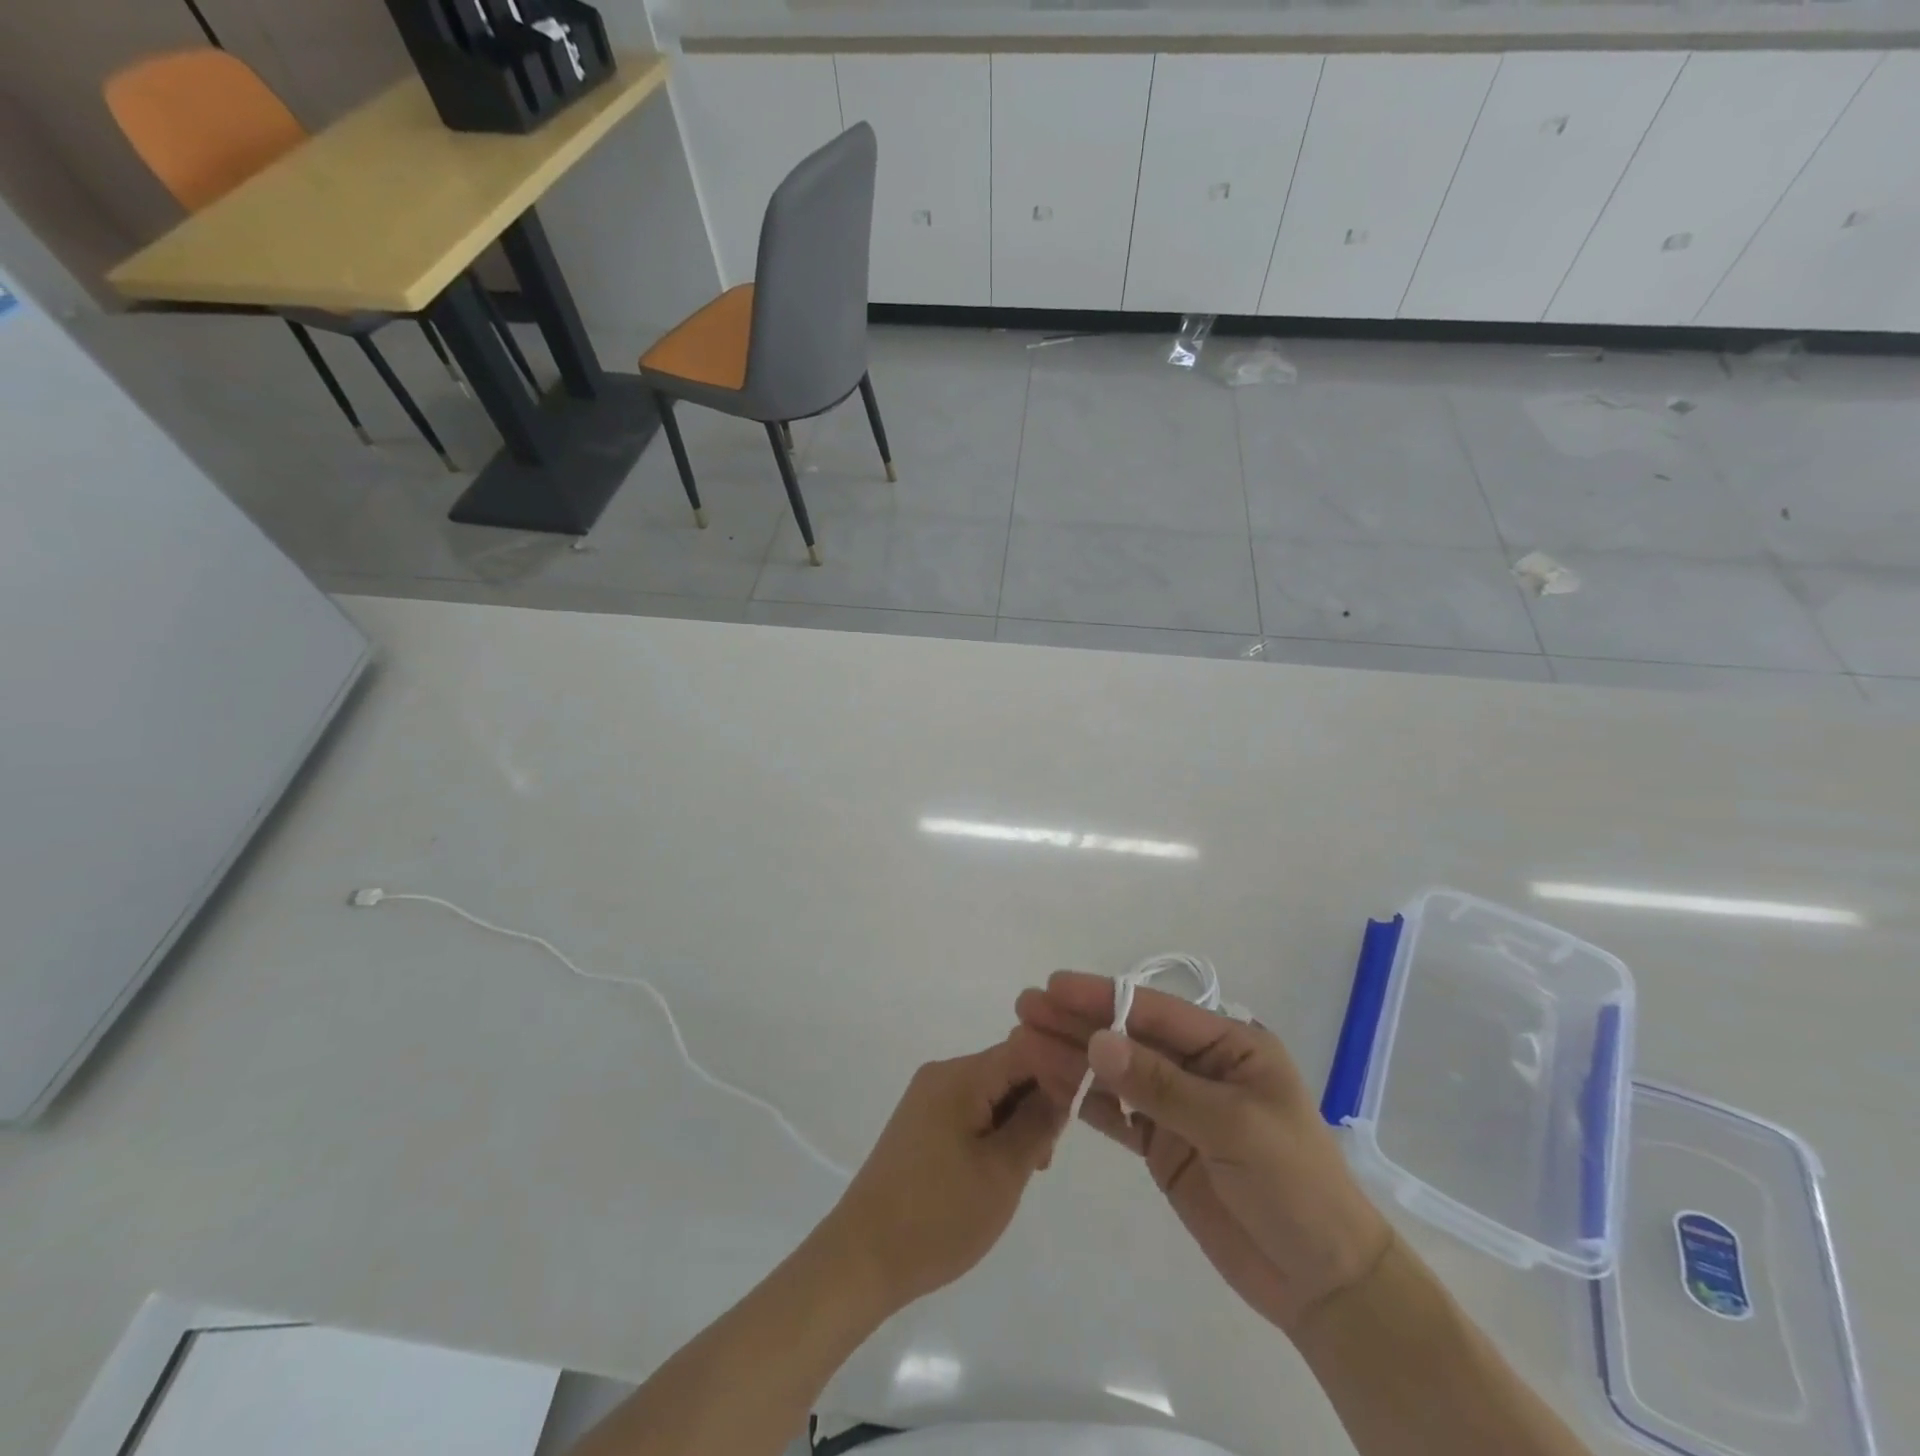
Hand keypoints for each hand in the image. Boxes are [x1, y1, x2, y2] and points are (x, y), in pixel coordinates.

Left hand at [819, 1041, 1066, 1315]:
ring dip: (1017, 1120)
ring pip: (991, 1091)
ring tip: (1026, 1169)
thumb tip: (1062, 1088)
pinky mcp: (921, 1122)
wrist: (862, 1258)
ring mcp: (928, 1097)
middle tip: (1047, 1155)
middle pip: (1007, 1068)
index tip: (1083, 1105)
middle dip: (1038, 1101)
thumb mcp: (1002, 1172)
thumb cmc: (939, 1216)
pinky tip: (999, 1168)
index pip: (1025, 1049)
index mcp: (960, 1075)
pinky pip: (970, 1109)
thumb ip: (1037, 1124)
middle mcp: (942, 1074)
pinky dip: (993, 1130)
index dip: (1059, 1070)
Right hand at [1011, 972, 1391, 1336]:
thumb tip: (1097, 1042)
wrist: (1323, 1284)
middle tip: (1024, 1008)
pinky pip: (1117, 1114)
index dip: (1103, 996)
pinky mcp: (1163, 1146)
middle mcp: (1200, 1067)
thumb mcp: (1232, 1127)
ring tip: (1023, 1041)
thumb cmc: (1292, 1187)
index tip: (1054, 986)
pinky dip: (1084, 1099)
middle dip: (1077, 1021)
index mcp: (1230, 1046)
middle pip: (1128, 1037)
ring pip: (1116, 1072)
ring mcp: (1178, 1107)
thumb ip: (1161, 1085)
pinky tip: (1050, 1083)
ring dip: (1072, 1057)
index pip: (1156, 1011)